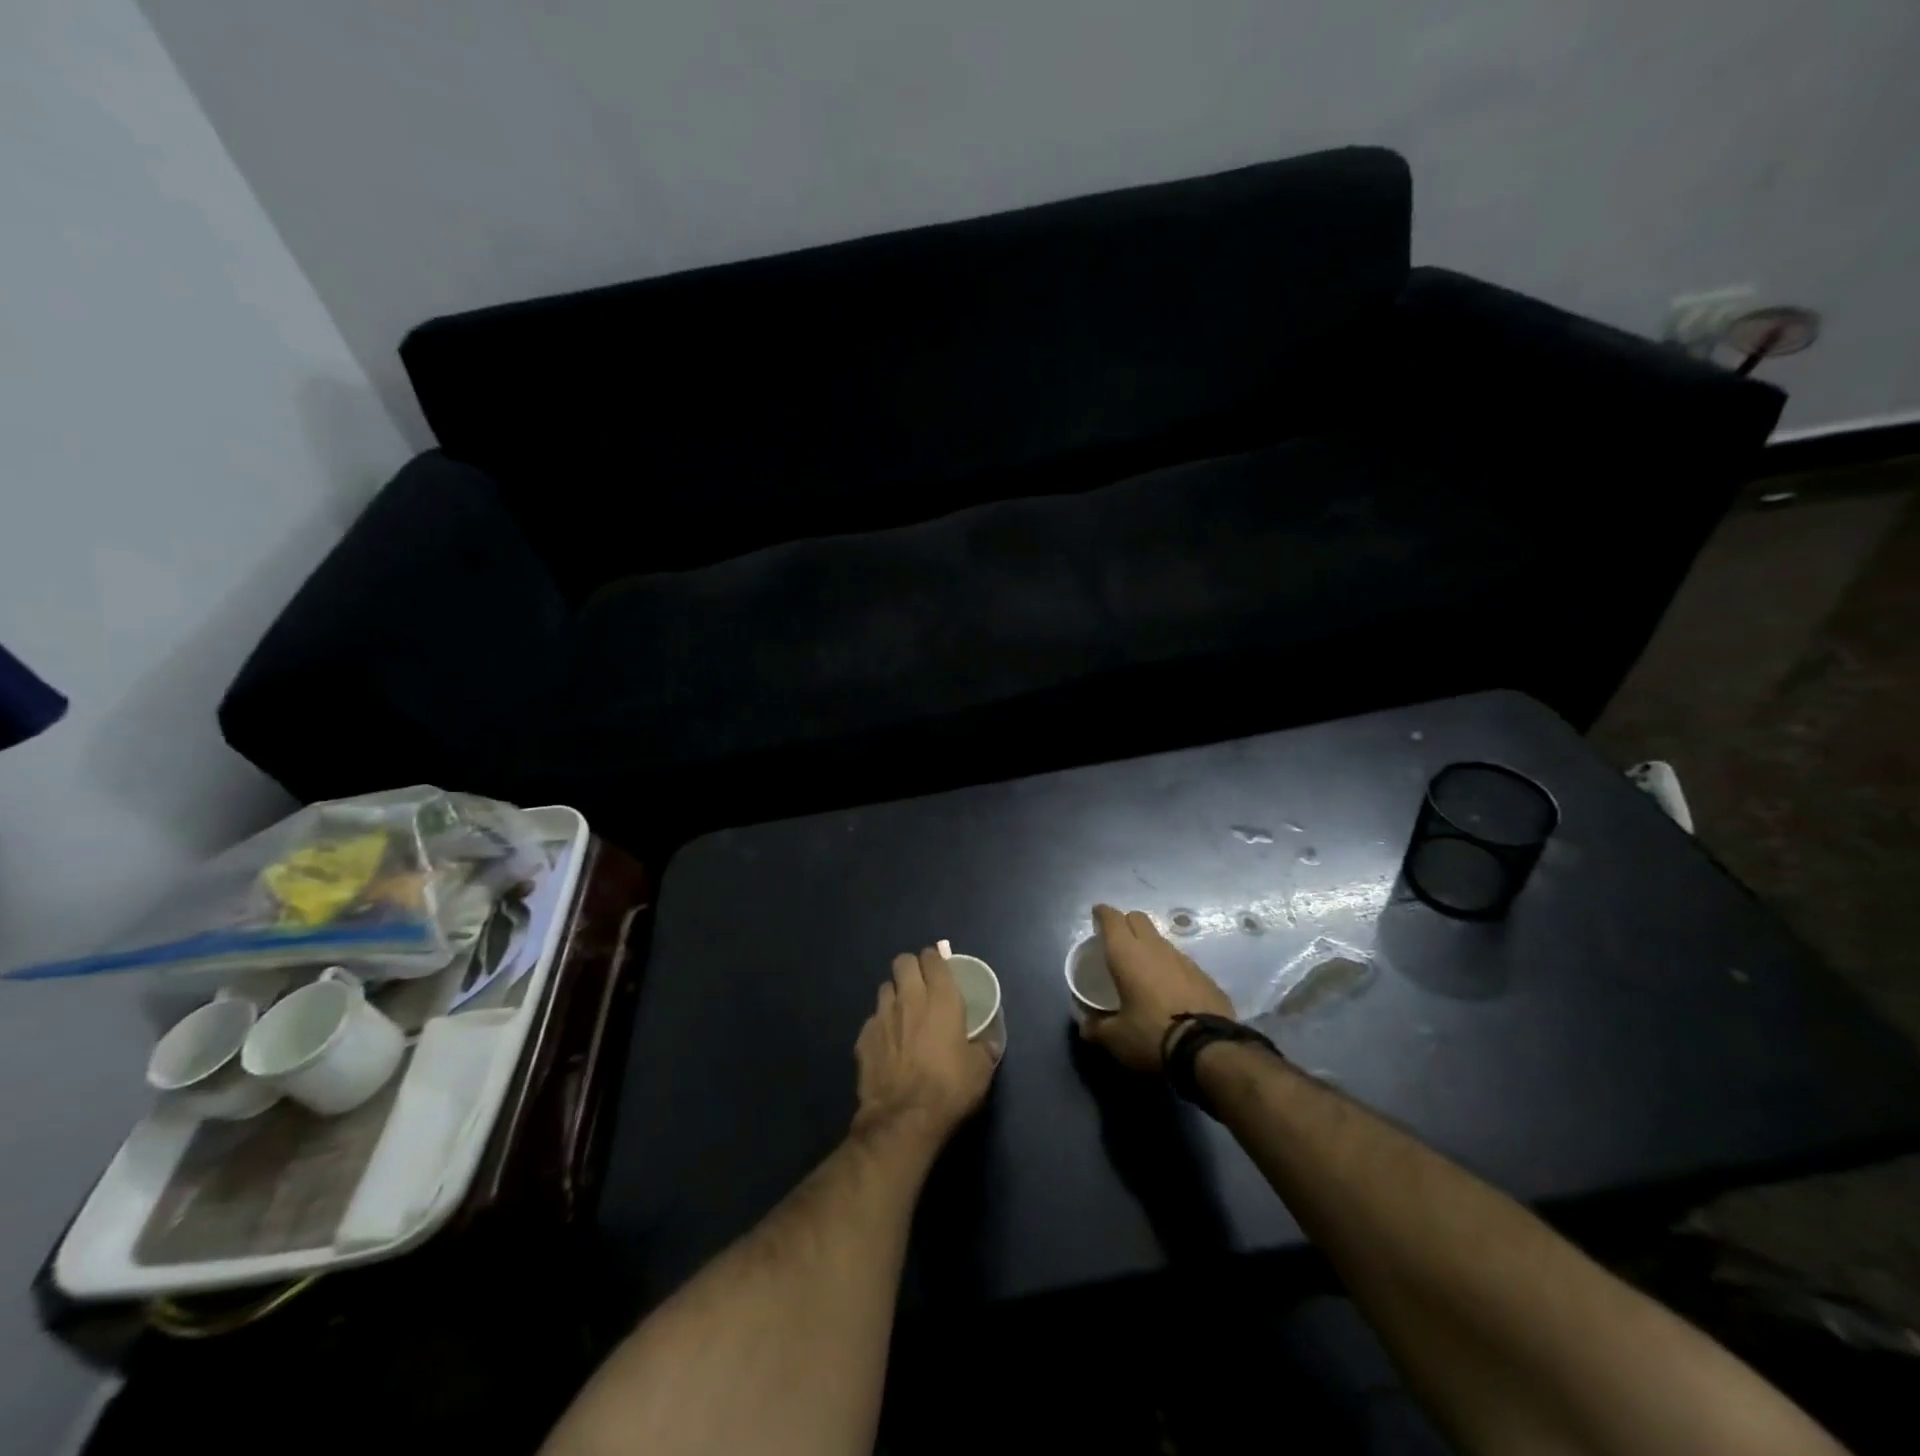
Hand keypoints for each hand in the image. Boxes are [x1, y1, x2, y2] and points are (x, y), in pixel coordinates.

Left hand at [852, 947, 995, 1145]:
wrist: (903, 1119)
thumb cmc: (948, 1088)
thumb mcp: (980, 1070)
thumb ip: (984, 1048)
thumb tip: (989, 1043)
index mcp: (941, 998)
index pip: (933, 958)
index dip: (935, 960)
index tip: (940, 969)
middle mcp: (909, 998)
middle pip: (903, 961)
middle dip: (911, 968)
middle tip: (921, 986)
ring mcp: (882, 1016)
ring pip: (885, 988)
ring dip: (895, 995)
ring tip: (903, 1014)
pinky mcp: (863, 1038)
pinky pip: (873, 1019)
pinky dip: (881, 1025)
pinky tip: (888, 1044)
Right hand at [1079, 904, 1234, 1071]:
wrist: (1210, 1050)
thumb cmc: (1152, 1036)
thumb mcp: (1115, 1039)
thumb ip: (1096, 1028)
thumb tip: (1087, 1026)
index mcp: (1127, 954)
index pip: (1112, 918)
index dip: (1102, 913)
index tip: (1096, 915)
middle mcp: (1155, 948)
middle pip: (1138, 919)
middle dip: (1126, 923)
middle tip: (1117, 942)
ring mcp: (1184, 960)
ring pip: (1161, 940)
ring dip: (1149, 947)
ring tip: (1143, 970)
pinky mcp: (1205, 976)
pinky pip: (1181, 962)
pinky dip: (1170, 969)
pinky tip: (1169, 990)